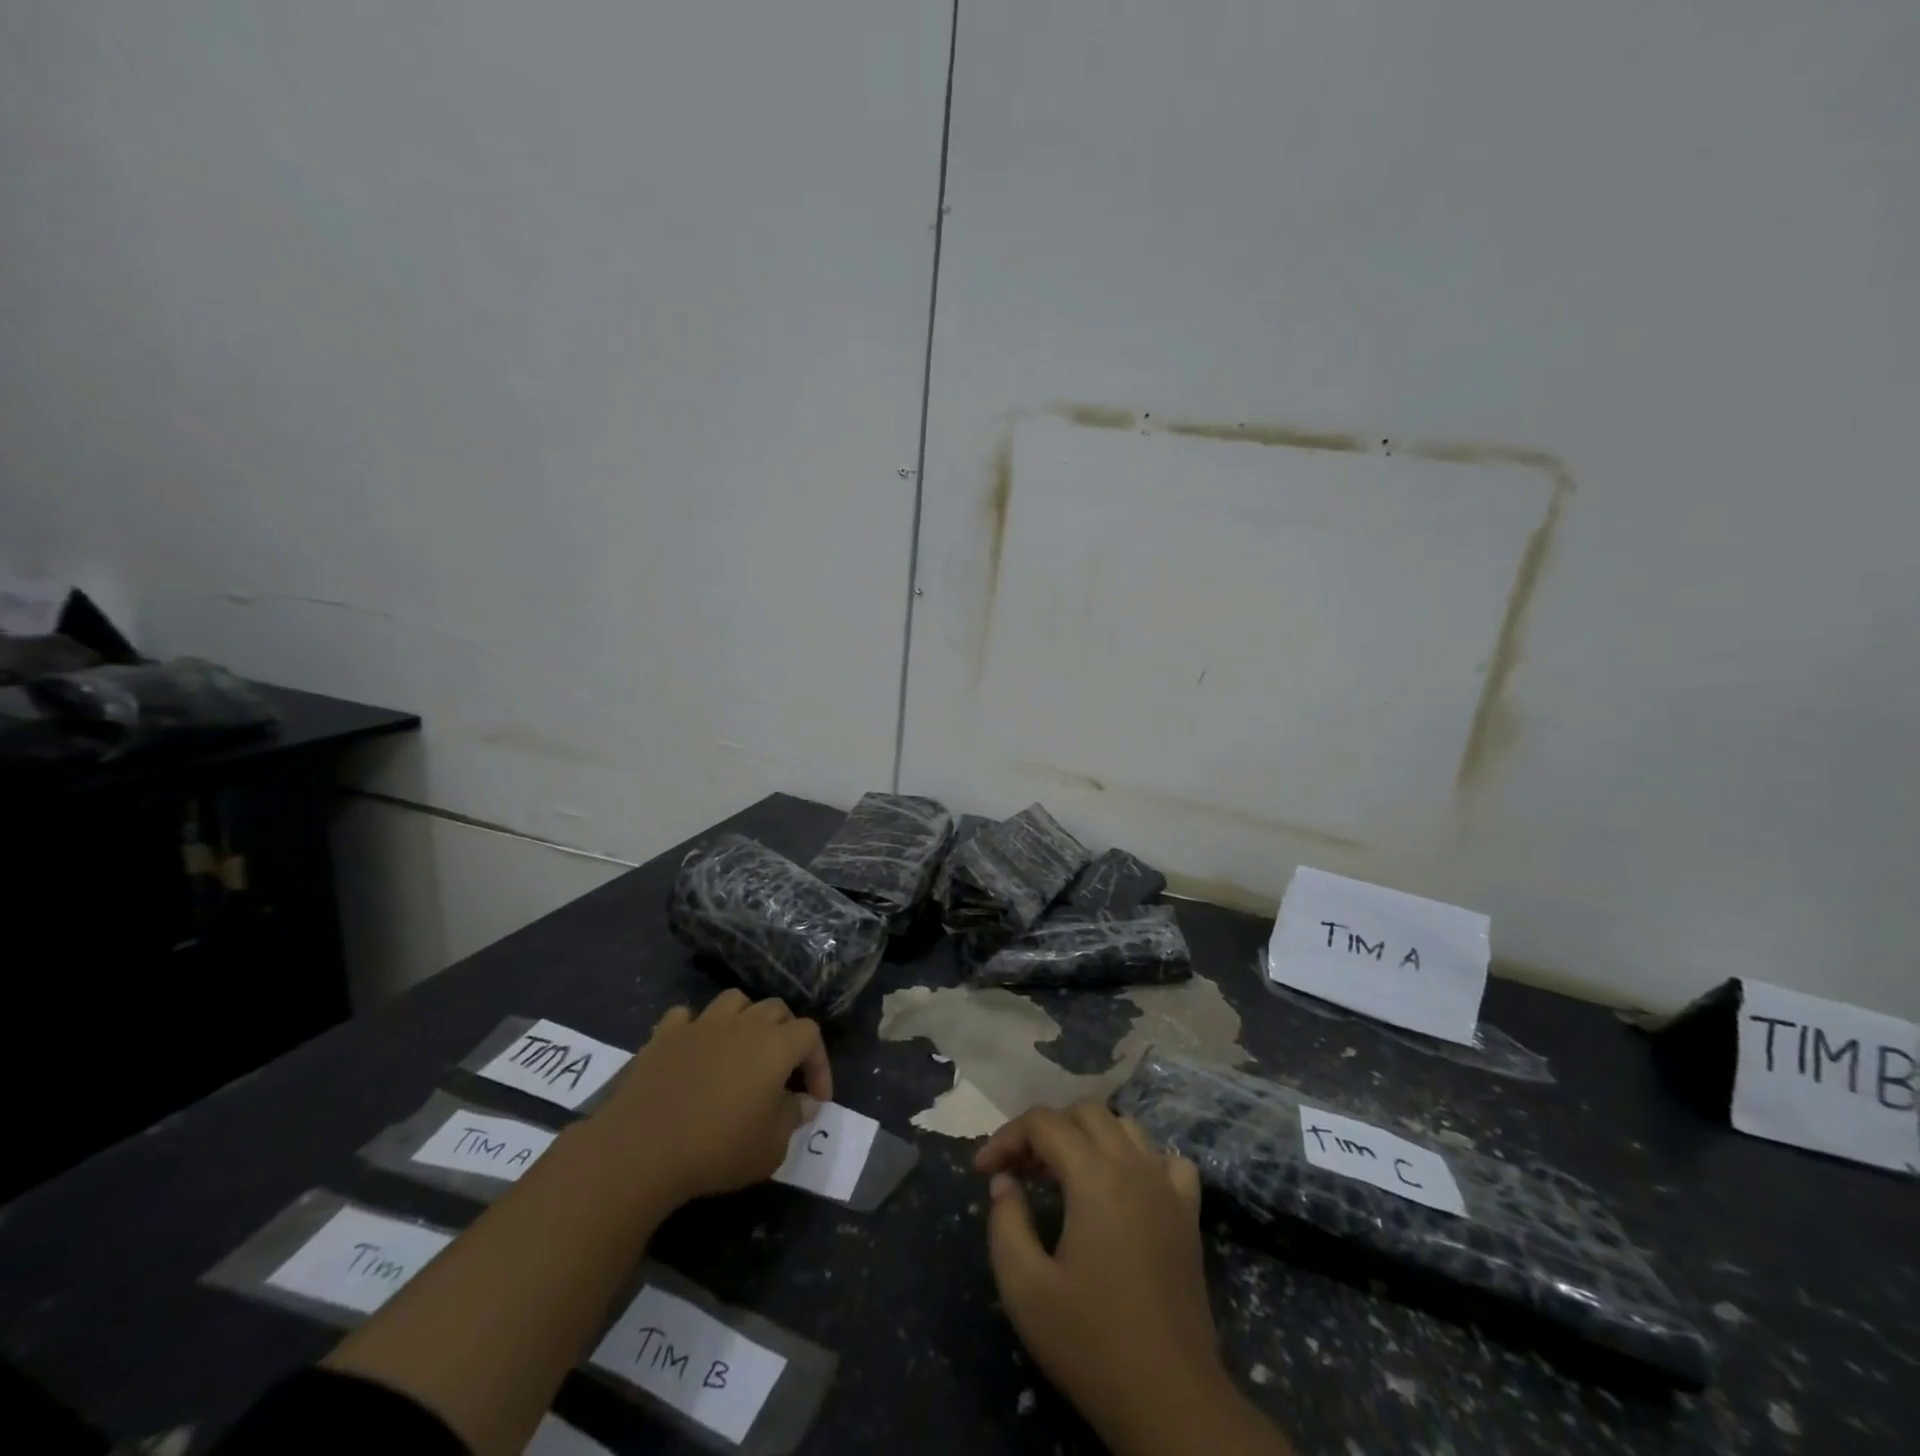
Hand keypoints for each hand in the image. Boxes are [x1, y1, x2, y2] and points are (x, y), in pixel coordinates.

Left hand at [586, 990, 831, 1210]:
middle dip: (788, 1034)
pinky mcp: (665, 1035)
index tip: (816, 1097)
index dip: (820, 1062)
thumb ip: (793, 1119)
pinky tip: (695, 1050)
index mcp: (775, 1045)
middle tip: (783, 1071)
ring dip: (745, 1018)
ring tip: (742, 1048)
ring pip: (735, 1000)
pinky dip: (696, 1028)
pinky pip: (687, 1016)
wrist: (641, 1149)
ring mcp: (702, 1024)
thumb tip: (803, 1102)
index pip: (811, 1034)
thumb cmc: (716, 1149)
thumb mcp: (770, 1148)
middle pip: (777, 1009)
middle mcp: (743, 1024)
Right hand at [976, 1100, 1229, 1449]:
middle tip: (1020, 1171)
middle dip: (1045, 1130)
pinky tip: (1123, 1188)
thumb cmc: (1091, 1343)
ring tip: (1063, 1174)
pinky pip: (1166, 1160)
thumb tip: (1005, 1181)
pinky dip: (1139, 1159)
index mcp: (1094, 1176)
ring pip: (1124, 1126)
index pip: (1043, 1123)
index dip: (1006, 1137)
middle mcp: (1134, 1165)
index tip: (982, 1171)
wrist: (1170, 1400)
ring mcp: (1167, 1186)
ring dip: (1088, 1136)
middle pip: (1084, 1112)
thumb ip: (1006, 1222)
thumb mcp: (1025, 1289)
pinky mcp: (1188, 1213)